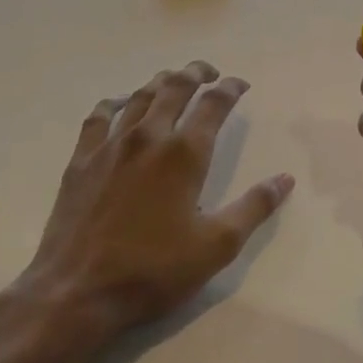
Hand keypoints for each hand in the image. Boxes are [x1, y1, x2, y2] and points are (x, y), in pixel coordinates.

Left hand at [10, 61, 293, 345]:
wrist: (77, 292)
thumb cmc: (153, 269)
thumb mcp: (216, 246)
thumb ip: (254, 208)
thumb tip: (285, 179)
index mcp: (184, 154)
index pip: (213, 104)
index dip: (230, 89)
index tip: (240, 84)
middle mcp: (148, 138)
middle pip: (175, 88)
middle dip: (195, 73)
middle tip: (208, 71)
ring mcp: (110, 146)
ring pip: (139, 98)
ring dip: (160, 83)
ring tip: (173, 80)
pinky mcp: (81, 161)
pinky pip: (99, 117)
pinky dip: (115, 103)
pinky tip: (119, 104)